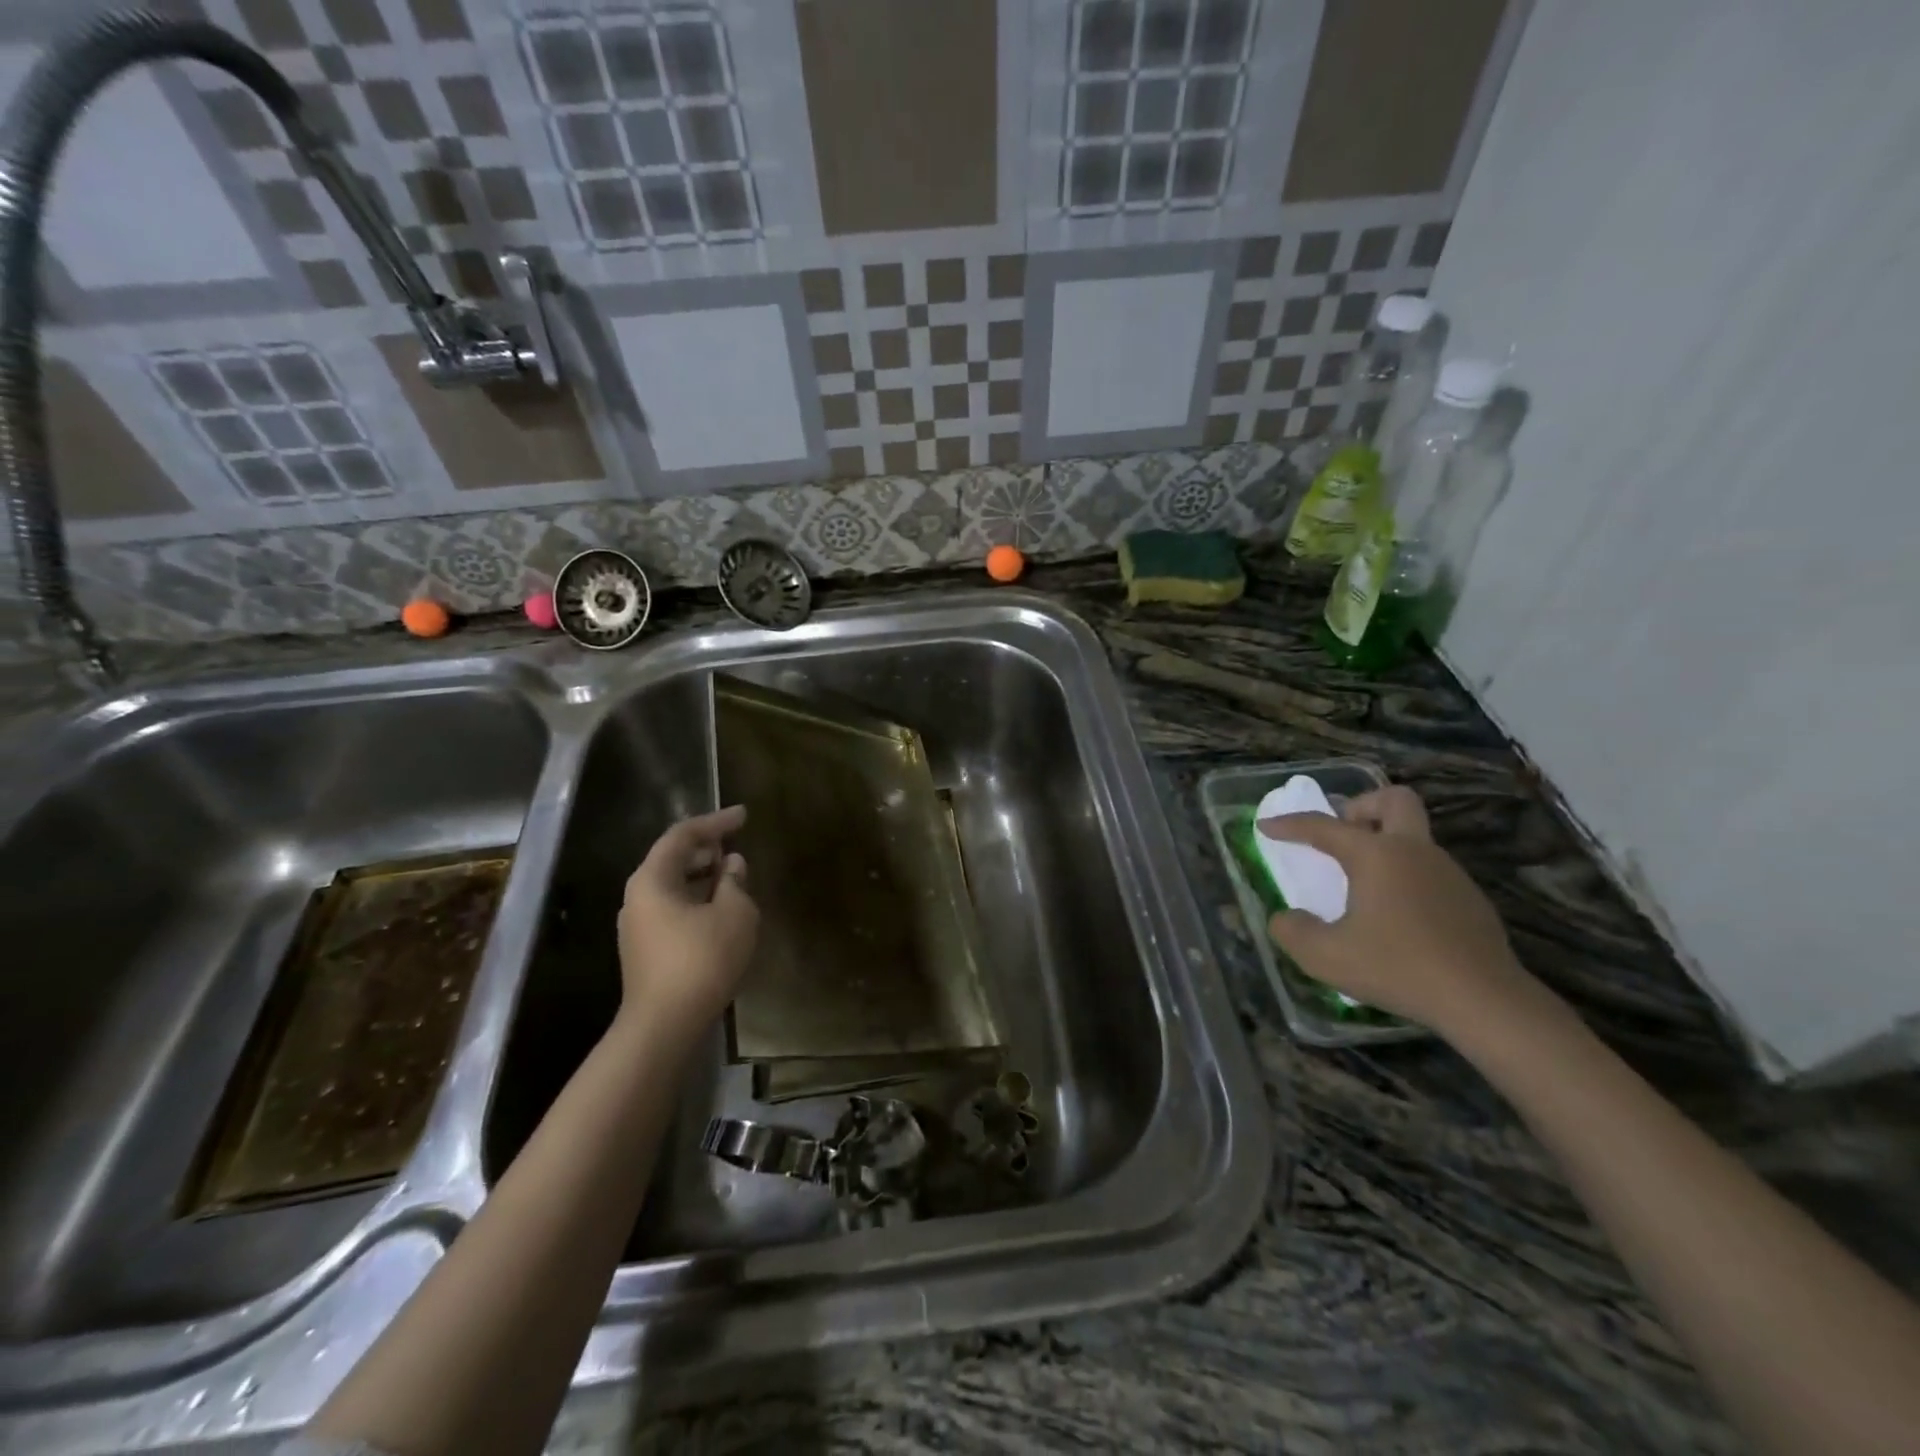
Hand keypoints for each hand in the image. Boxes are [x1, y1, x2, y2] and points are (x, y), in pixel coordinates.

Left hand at [616, 806, 758, 1036]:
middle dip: (707, 848)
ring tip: (733, 874)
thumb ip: (735, 882)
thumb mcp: (734, 913)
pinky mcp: (646, 949)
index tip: (744, 815)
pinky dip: (697, 898)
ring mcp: (638, 925)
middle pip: (672, 858)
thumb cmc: (702, 959)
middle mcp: (638, 897)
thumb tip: (731, 865)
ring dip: (703, 875)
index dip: (715, 821)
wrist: (664, 1025)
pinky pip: (673, 909)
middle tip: (736, 842)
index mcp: (652, 879)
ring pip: (673, 885)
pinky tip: (720, 909)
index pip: (683, 835)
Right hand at [1259, 786, 1533, 1035]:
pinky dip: (1404, 876)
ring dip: (1384, 845)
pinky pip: (1428, 869)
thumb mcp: (1326, 956)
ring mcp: (1448, 873)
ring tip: (1360, 885)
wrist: (1484, 1001)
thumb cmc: (1398, 968)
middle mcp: (1414, 851)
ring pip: (1413, 836)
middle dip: (1361, 807)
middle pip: (1393, 800)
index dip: (1289, 824)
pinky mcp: (1469, 899)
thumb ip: (1293, 931)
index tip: (1266, 826)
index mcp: (1376, 855)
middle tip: (1341, 836)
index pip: (1323, 827)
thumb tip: (1285, 918)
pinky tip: (1395, 916)